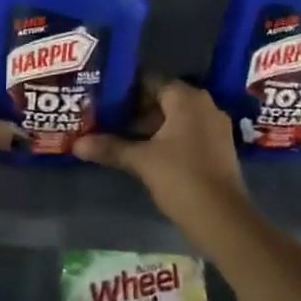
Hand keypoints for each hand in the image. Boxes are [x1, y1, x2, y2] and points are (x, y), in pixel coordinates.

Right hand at [75, 79, 248, 235]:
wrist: (224, 220)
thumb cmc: (181, 178)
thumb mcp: (142, 161)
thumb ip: (111, 148)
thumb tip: (77, 144)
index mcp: (186, 98)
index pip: (150, 80)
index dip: (125, 88)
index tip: (102, 97)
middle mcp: (203, 104)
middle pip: (162, 98)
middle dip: (135, 108)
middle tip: (106, 117)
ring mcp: (214, 125)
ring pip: (175, 116)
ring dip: (150, 125)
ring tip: (120, 135)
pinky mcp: (218, 146)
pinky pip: (187, 131)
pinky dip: (167, 137)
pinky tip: (145, 151)